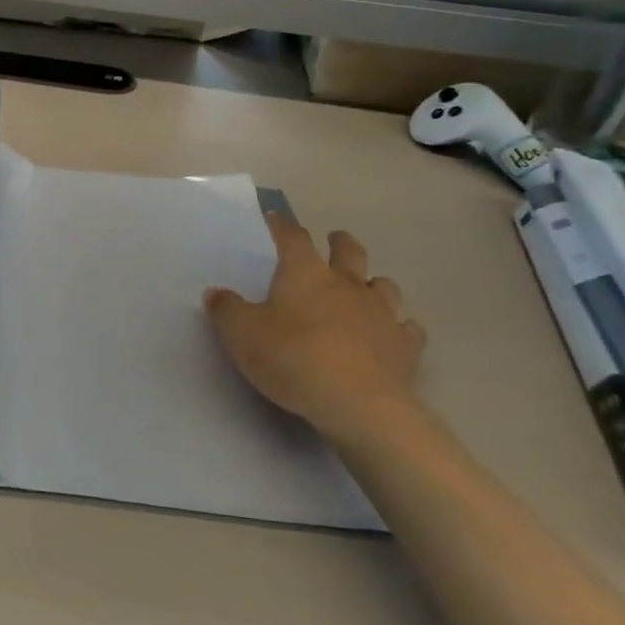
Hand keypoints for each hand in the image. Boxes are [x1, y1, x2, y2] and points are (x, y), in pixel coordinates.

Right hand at [204, 215, 427, 448]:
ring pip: (384, 285)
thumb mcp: (241, 334)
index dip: (283, 226)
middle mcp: (347, 284)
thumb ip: (226, 310)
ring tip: (364, 289)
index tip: (276, 219)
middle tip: (334, 241)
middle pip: (349, 251)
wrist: (357, 404)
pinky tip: (392, 333)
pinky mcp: (405, 346)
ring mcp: (382, 313)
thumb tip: (216, 293)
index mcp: (305, 274)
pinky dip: (398, 326)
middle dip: (340, 243)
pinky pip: (407, 328)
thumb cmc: (292, 358)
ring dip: (373, 283)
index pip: (293, 238)